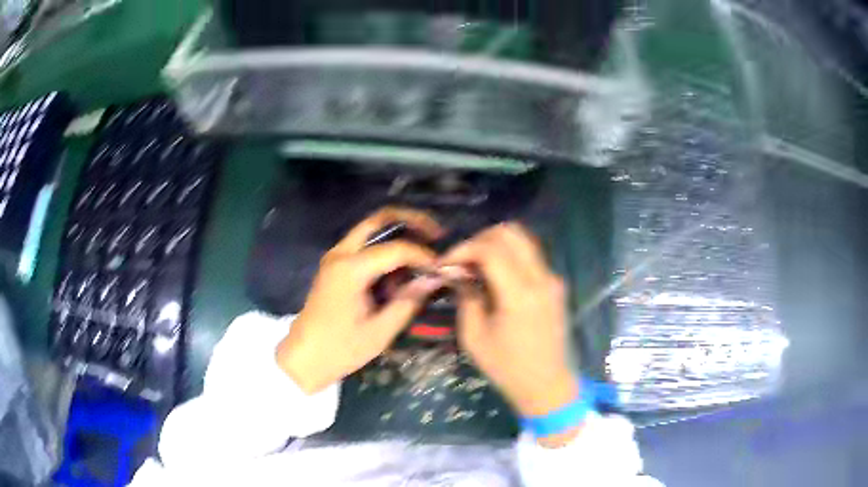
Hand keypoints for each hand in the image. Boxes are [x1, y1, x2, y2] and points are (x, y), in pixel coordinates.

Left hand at [276, 207, 444, 393]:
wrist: (304, 357)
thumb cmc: (340, 349)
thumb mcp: (380, 331)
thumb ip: (408, 301)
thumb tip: (435, 278)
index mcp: (350, 269)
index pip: (397, 249)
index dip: (424, 256)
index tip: (442, 269)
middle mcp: (341, 253)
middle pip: (380, 219)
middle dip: (412, 220)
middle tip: (437, 233)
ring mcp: (335, 256)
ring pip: (372, 228)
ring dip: (399, 232)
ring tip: (426, 248)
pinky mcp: (335, 265)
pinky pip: (365, 244)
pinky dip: (387, 246)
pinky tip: (403, 266)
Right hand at [441, 223, 577, 419]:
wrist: (547, 385)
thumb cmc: (507, 367)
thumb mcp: (474, 337)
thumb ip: (466, 297)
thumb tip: (457, 272)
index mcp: (520, 294)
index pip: (489, 249)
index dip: (462, 249)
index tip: (445, 263)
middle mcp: (541, 278)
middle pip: (510, 233)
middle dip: (480, 239)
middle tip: (461, 259)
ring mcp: (553, 279)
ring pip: (523, 240)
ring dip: (495, 244)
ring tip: (475, 265)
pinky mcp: (556, 285)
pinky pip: (530, 256)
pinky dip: (509, 256)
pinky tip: (494, 276)